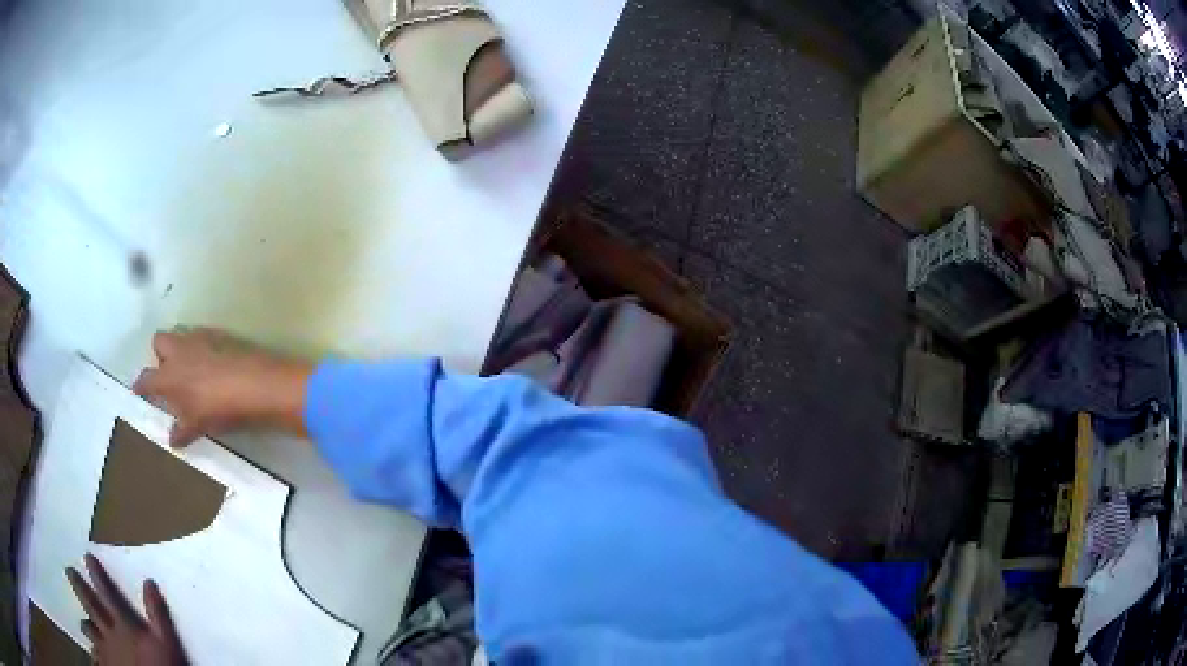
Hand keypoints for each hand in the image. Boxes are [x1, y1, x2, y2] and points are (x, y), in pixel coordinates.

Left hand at [65, 554, 187, 665]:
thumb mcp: (167, 644)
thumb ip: (158, 616)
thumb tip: (148, 582)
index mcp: (122, 624)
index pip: (106, 593)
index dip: (97, 574)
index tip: (87, 556)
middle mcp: (108, 632)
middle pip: (90, 605)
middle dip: (79, 586)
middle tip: (68, 570)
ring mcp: (105, 649)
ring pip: (90, 631)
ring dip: (86, 625)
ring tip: (83, 624)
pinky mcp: (106, 664)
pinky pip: (96, 653)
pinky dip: (93, 650)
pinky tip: (93, 652)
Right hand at [133, 327, 313, 446]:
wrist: (257, 384)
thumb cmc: (221, 408)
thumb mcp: (199, 425)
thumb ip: (182, 430)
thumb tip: (172, 438)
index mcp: (168, 375)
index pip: (146, 378)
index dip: (140, 386)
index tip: (138, 391)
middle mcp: (179, 350)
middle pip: (159, 342)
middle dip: (160, 356)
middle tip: (170, 377)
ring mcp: (199, 337)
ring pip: (180, 336)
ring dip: (181, 350)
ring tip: (191, 371)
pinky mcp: (220, 333)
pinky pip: (202, 337)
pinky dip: (201, 348)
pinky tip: (212, 365)